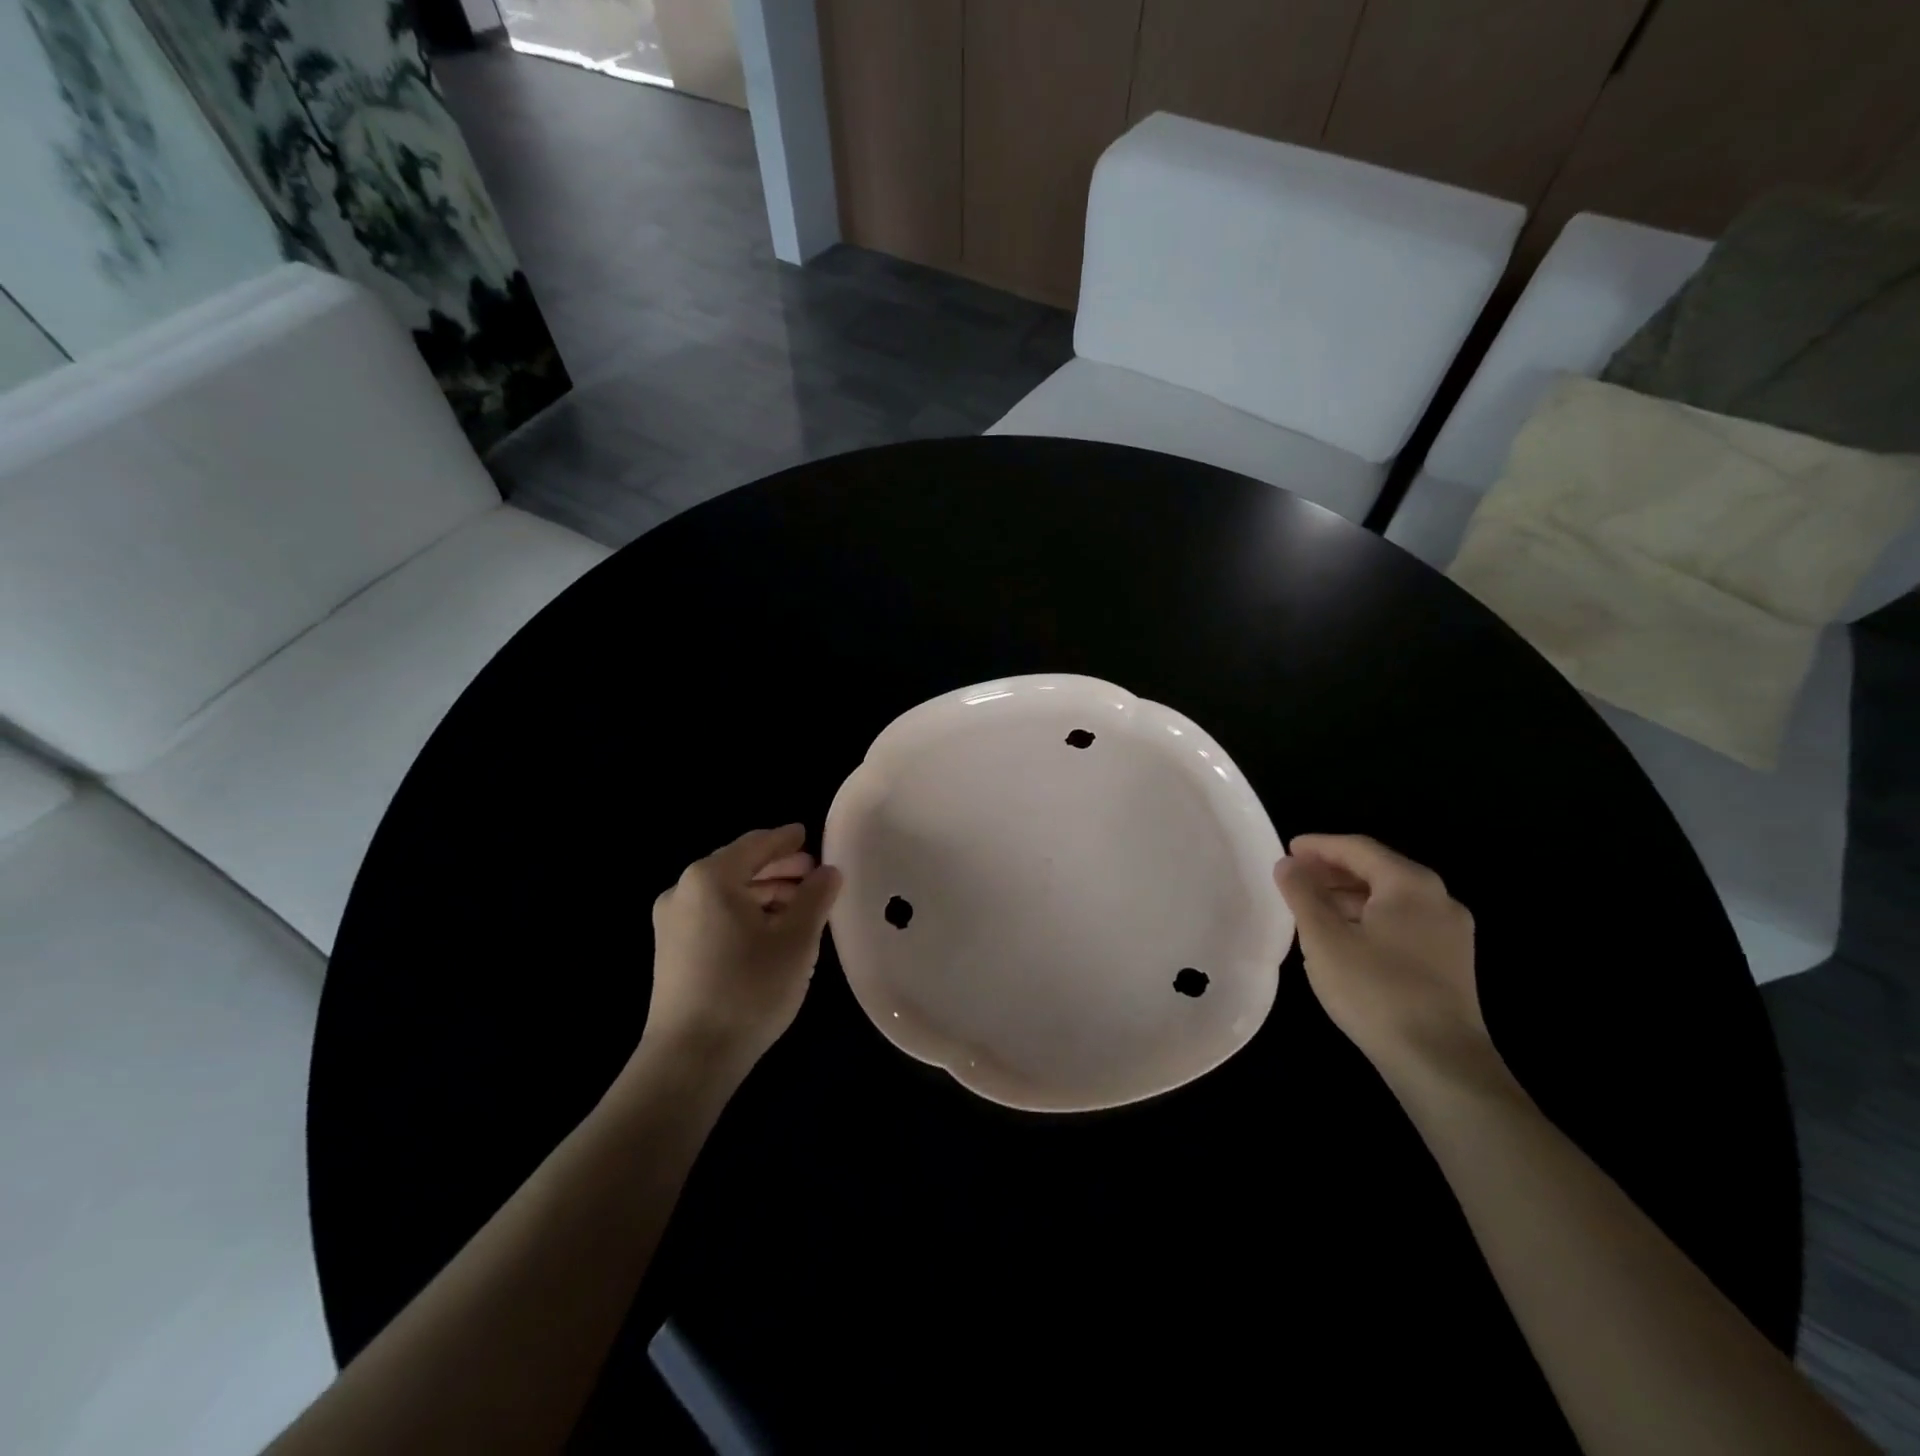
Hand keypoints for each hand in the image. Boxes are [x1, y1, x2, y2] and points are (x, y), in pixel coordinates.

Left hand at [639, 824, 842, 1089]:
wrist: (689, 1058)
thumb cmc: (749, 989)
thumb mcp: (796, 940)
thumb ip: (816, 897)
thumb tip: (829, 871)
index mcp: (711, 877)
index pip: (757, 844)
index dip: (787, 840)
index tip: (810, 836)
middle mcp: (683, 890)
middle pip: (739, 866)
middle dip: (778, 869)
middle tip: (814, 875)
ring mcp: (671, 922)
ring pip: (726, 892)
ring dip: (763, 892)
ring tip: (799, 906)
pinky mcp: (670, 951)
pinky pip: (713, 915)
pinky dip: (743, 912)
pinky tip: (769, 931)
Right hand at [1274, 835, 1493, 1083]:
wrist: (1440, 1063)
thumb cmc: (1375, 990)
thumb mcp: (1324, 938)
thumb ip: (1302, 894)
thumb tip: (1287, 864)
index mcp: (1410, 884)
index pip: (1358, 848)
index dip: (1319, 846)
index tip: (1287, 850)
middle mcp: (1438, 899)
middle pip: (1378, 870)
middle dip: (1333, 870)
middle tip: (1295, 878)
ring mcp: (1450, 933)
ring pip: (1391, 898)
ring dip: (1349, 896)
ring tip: (1312, 908)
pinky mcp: (1451, 963)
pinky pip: (1403, 922)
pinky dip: (1369, 918)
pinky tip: (1344, 937)